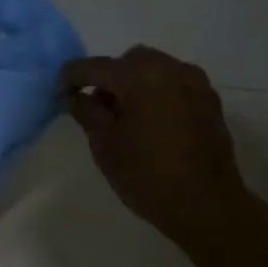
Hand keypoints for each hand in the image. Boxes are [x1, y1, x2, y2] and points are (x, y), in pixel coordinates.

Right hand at [61, 46, 253, 242]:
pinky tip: (149, 124)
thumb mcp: (105, 146)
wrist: (206, 205)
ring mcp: (195, 83)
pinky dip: (156, 93)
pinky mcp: (209, 100)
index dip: (71, 77)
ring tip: (124, 118)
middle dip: (108, 78)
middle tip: (96, 108)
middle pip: (129, 61)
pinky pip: (174, 84)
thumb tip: (76, 96)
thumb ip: (87, 113)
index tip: (59, 94)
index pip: (95, 66)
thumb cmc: (147, 176)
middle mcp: (171, 69)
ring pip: (154, 69)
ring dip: (134, 84)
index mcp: (140, 77)